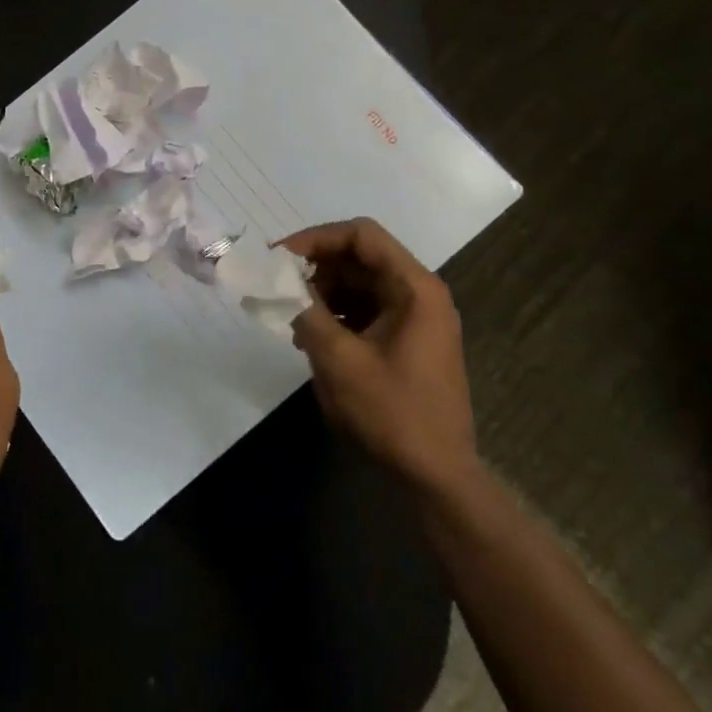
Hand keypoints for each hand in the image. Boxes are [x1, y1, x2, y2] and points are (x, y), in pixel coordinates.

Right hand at [278, 218, 475, 494]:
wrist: (436, 477)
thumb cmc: (392, 413)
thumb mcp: (339, 360)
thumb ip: (304, 312)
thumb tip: (275, 283)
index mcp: (414, 288)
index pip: (361, 235)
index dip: (315, 238)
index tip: (277, 258)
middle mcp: (419, 293)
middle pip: (360, 257)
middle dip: (315, 268)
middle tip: (277, 289)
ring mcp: (415, 318)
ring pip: (359, 284)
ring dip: (322, 293)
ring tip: (291, 319)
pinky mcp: (407, 341)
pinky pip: (365, 310)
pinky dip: (336, 315)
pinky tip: (311, 338)